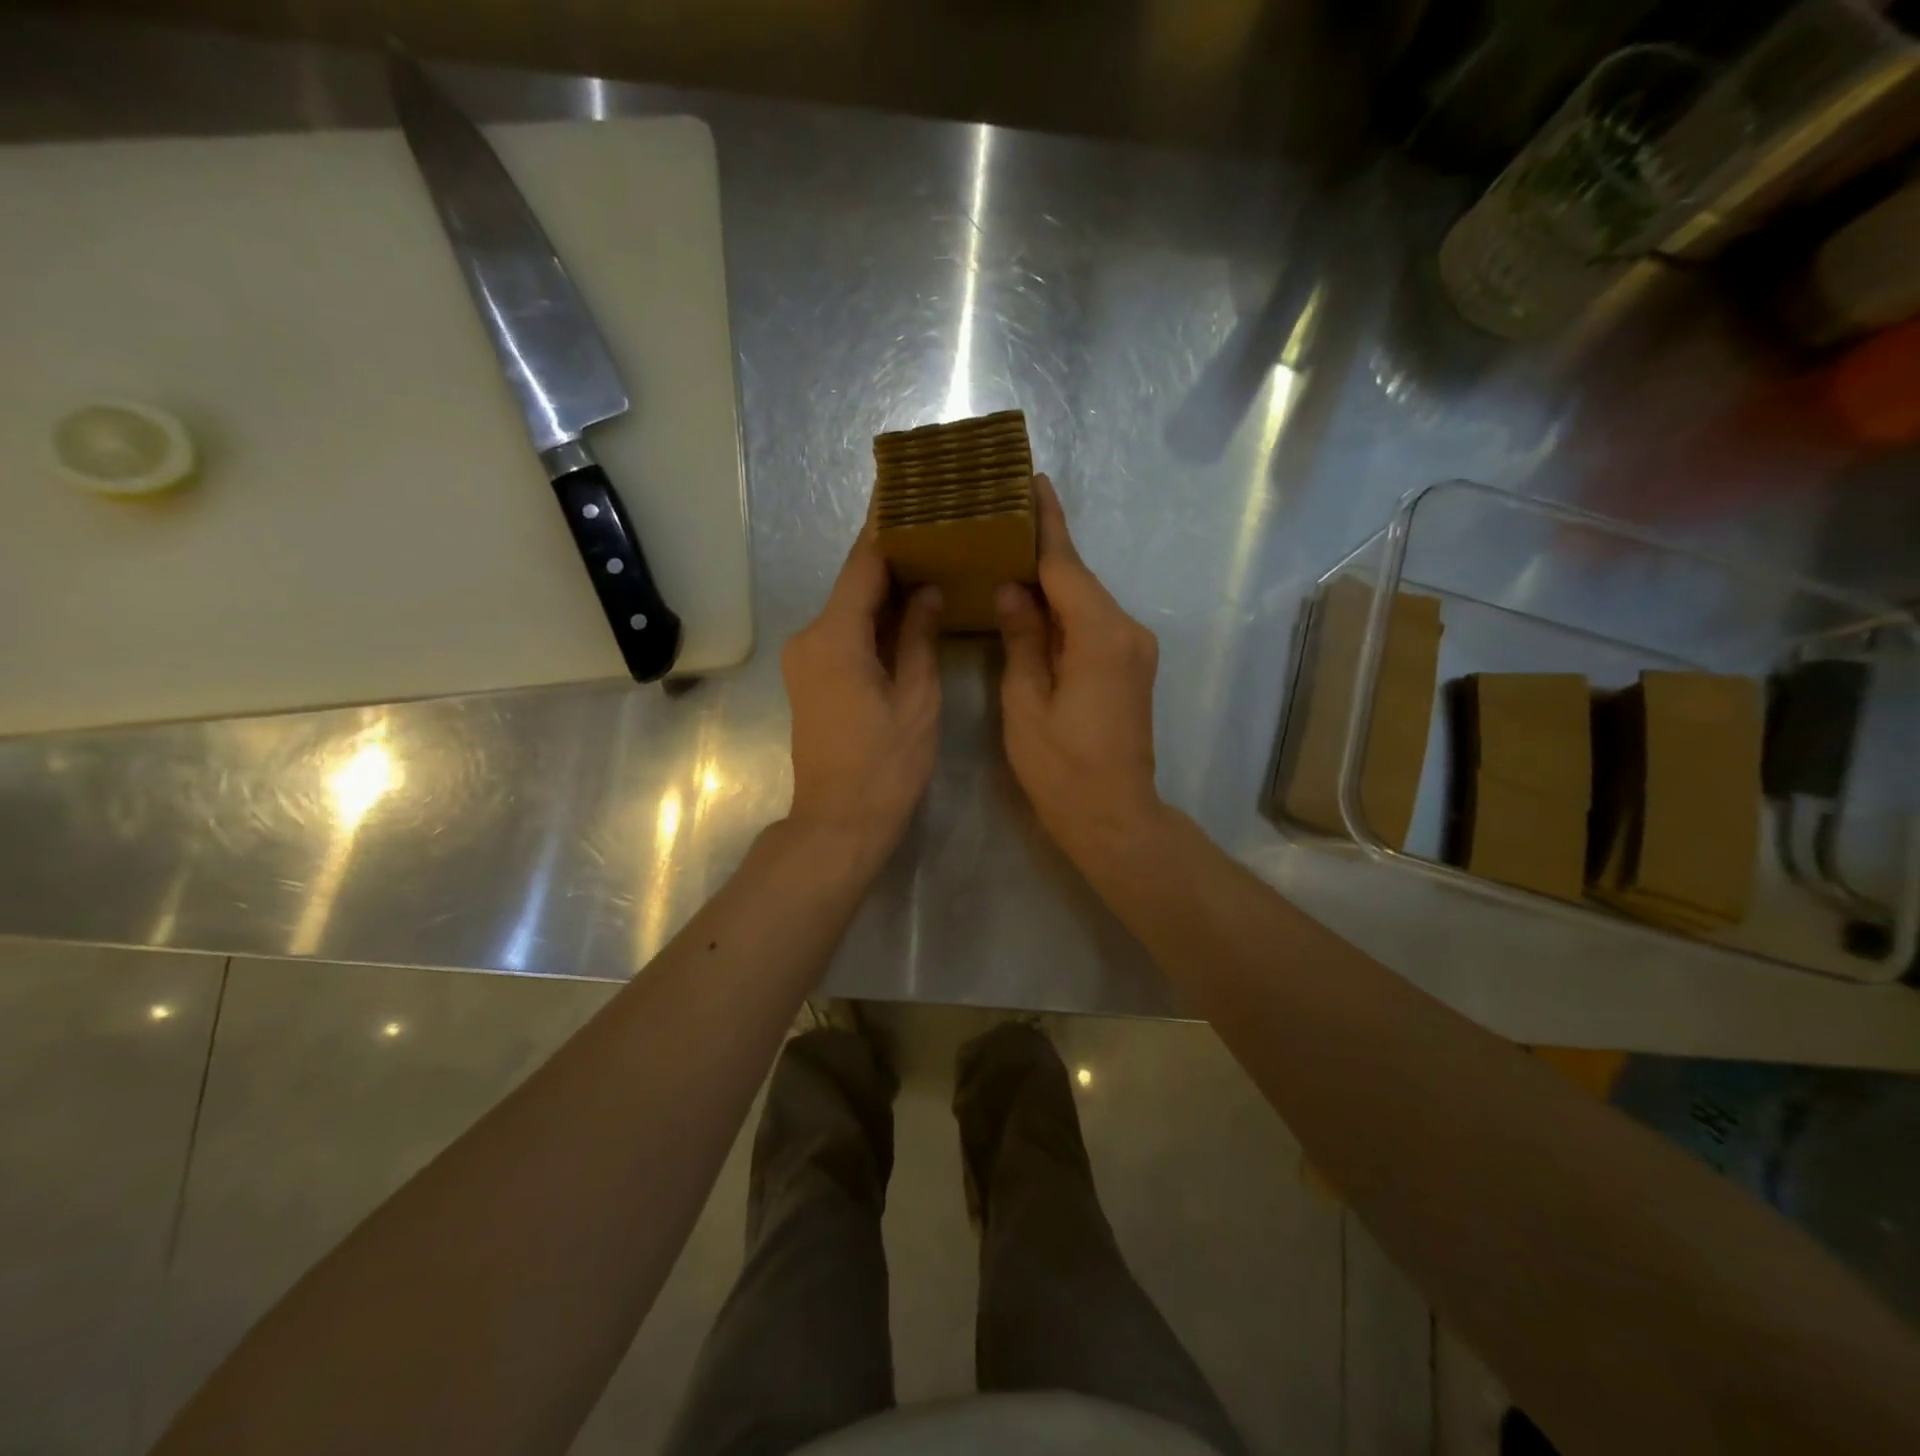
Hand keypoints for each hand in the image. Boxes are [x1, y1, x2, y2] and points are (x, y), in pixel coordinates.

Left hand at [782, 528, 942, 867]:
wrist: (838, 823)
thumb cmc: (885, 766)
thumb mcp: (916, 700)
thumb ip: (919, 638)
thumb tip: (927, 590)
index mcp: (835, 637)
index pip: (863, 564)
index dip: (885, 524)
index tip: (903, 486)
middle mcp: (811, 637)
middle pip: (854, 582)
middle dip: (891, 552)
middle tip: (932, 520)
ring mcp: (807, 658)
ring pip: (849, 607)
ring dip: (884, 585)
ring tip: (929, 554)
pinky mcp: (812, 677)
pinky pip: (845, 632)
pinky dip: (873, 616)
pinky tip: (907, 605)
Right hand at [995, 474, 1164, 869]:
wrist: (1114, 817)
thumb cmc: (1062, 768)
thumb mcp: (1026, 704)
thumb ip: (1022, 640)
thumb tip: (1012, 591)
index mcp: (1100, 635)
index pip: (1067, 566)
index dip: (1047, 523)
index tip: (1032, 480)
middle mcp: (1126, 631)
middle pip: (1079, 580)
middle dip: (1043, 550)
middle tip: (1003, 517)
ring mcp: (1134, 650)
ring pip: (1086, 603)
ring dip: (1052, 583)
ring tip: (1008, 556)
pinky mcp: (1131, 668)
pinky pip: (1094, 625)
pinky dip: (1065, 612)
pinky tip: (1034, 606)